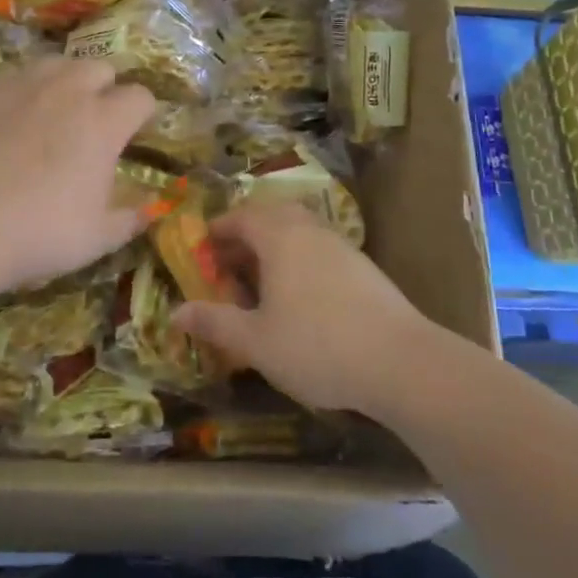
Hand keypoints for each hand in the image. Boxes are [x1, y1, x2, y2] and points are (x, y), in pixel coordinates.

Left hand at [0, 57, 156, 293]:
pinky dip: (31, 86)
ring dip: (70, 78)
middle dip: (108, 88)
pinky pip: (20, 74)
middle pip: (101, 67)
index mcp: (103, 122)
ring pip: (59, 62)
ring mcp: (25, 88)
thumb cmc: (40, 232)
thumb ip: (130, 218)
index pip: (140, 97)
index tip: (137, 134)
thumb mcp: (98, 238)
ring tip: (62, 108)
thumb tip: (150, 210)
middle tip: (99, 121)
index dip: (144, 113)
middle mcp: (68, 92)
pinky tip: (22, 113)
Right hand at [175, 203, 444, 415]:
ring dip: (276, 247)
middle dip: (247, 233)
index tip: (203, 250)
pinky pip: (321, 250)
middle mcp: (310, 230)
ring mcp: (342, 246)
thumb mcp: (255, 341)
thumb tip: (176, 312)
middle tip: (231, 263)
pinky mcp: (364, 268)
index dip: (218, 229)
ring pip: (300, 231)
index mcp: (280, 237)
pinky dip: (301, 261)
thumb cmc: (317, 346)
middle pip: (273, 216)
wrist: (401, 362)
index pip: (241, 217)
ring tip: (262, 283)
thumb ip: (215, 323)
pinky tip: (301, 298)